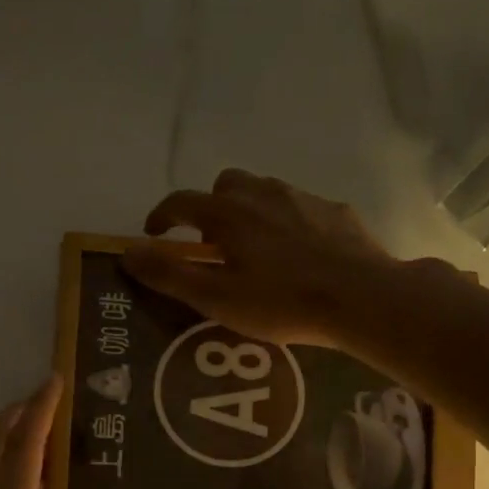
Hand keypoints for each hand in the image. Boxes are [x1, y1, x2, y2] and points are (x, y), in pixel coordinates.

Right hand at [123, 168, 402, 347]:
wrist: (361, 297)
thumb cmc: (282, 302)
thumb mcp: (217, 298)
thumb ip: (170, 275)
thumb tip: (127, 253)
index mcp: (228, 213)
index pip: (180, 202)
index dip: (161, 217)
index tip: (154, 236)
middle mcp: (262, 193)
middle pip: (224, 186)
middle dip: (209, 210)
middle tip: (211, 246)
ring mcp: (302, 198)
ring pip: (263, 192)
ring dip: (248, 213)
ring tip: (253, 250)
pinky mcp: (334, 211)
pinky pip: (298, 208)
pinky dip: (285, 223)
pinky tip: (297, 254)